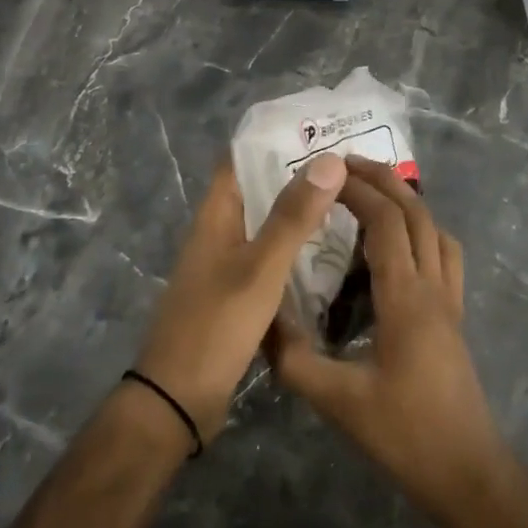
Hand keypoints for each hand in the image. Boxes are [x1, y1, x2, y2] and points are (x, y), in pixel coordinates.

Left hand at [134, 152, 347, 442]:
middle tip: (348, 164)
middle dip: (298, 174)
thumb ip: (294, 217)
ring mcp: (227, 264)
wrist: (179, 399)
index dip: (275, 139)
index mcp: (215, 215)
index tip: (319, 128)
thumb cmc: (216, 325)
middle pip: (258, 189)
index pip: (241, 158)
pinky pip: (271, 257)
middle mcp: (219, 232)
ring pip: (267, 224)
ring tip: (349, 199)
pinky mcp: (237, 294)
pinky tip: (331, 252)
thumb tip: (329, 160)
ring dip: (300, 211)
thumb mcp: (260, 268)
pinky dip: (297, 248)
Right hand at [265, 157, 511, 521]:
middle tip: (348, 163)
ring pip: (436, 230)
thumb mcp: (337, 401)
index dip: (358, 191)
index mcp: (405, 297)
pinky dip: (423, 231)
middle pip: (416, 213)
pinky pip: (445, 255)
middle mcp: (434, 287)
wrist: (467, 472)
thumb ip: (293, 358)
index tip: (326, 173)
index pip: (386, 222)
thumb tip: (260, 319)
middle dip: (384, 181)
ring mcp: (451, 300)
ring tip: (373, 192)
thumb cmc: (404, 434)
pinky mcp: (455, 316)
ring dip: (407, 201)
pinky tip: (400, 244)